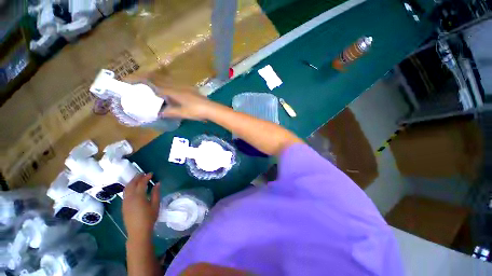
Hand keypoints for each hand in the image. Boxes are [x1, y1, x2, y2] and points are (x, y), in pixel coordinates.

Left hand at [122, 174, 159, 240]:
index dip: (146, 177)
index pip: (142, 183)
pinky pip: (125, 193)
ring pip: (126, 188)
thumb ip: (156, 193)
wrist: (138, 232)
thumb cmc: (149, 218)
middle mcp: (130, 198)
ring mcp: (125, 202)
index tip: (151, 173)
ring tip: (138, 179)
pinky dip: (129, 187)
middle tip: (143, 173)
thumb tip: (158, 183)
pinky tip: (134, 188)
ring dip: (132, 182)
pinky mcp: (123, 206)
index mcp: (138, 197)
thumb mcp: (155, 205)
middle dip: (137, 177)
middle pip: (132, 184)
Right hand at [157, 86, 218, 120]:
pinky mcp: (194, 91)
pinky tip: (179, 94)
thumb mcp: (181, 113)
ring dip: (169, 87)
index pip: (162, 89)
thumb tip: (160, 113)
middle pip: (168, 85)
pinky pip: (182, 88)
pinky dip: (177, 90)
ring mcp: (189, 89)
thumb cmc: (195, 111)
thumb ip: (170, 112)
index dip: (154, 90)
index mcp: (176, 92)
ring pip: (175, 85)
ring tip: (165, 92)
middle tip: (155, 89)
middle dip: (160, 86)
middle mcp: (181, 88)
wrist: (210, 108)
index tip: (148, 91)